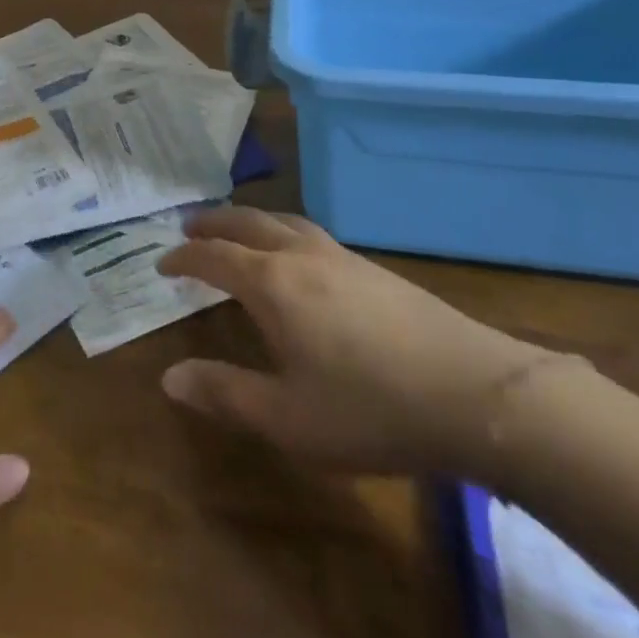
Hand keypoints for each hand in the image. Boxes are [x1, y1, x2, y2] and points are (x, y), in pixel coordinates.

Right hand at [157, 207, 549, 476]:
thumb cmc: (371, 408)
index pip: (214, 256)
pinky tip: (300, 257)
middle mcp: (301, 256)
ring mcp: (342, 257)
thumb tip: (168, 377)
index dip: (184, 257)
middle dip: (213, 221)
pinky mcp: (375, 269)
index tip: (162, 262)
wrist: (476, 393)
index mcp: (272, 283)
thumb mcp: (288, 417)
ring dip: (251, 220)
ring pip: (284, 221)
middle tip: (190, 224)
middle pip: (247, 222)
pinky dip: (284, 232)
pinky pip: (312, 234)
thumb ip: (225, 393)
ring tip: (239, 229)